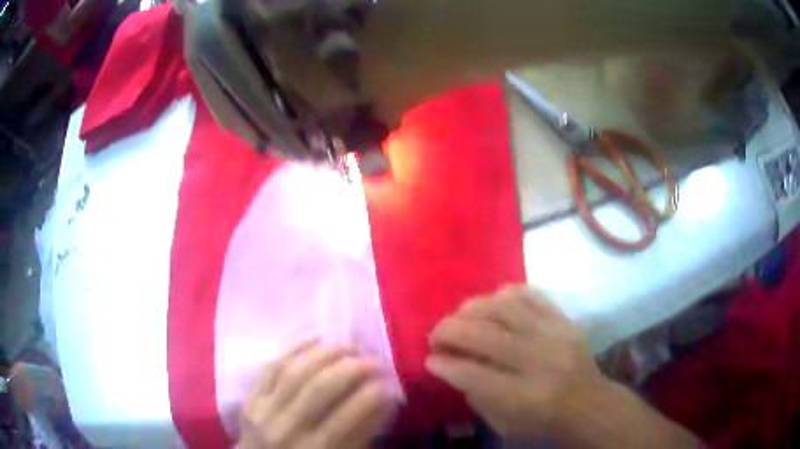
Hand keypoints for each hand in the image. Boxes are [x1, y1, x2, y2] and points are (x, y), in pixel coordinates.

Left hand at [239, 341, 396, 448]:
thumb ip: (361, 434)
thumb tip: (384, 401)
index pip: (349, 416)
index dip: (373, 394)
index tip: (389, 382)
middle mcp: (288, 429)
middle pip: (320, 388)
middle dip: (352, 368)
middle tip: (373, 359)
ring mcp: (264, 411)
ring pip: (295, 372)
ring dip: (325, 354)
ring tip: (349, 346)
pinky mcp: (250, 398)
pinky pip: (271, 367)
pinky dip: (293, 349)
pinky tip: (315, 339)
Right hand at [426, 285, 602, 438]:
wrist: (589, 403)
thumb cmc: (543, 421)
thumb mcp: (505, 424)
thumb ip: (476, 395)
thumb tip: (449, 363)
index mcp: (525, 397)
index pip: (475, 375)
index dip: (446, 364)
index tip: (429, 358)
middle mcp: (541, 361)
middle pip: (487, 335)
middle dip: (451, 330)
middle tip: (436, 335)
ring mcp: (556, 334)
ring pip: (505, 308)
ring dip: (472, 308)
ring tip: (459, 316)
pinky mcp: (564, 320)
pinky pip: (532, 294)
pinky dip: (506, 293)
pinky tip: (492, 301)